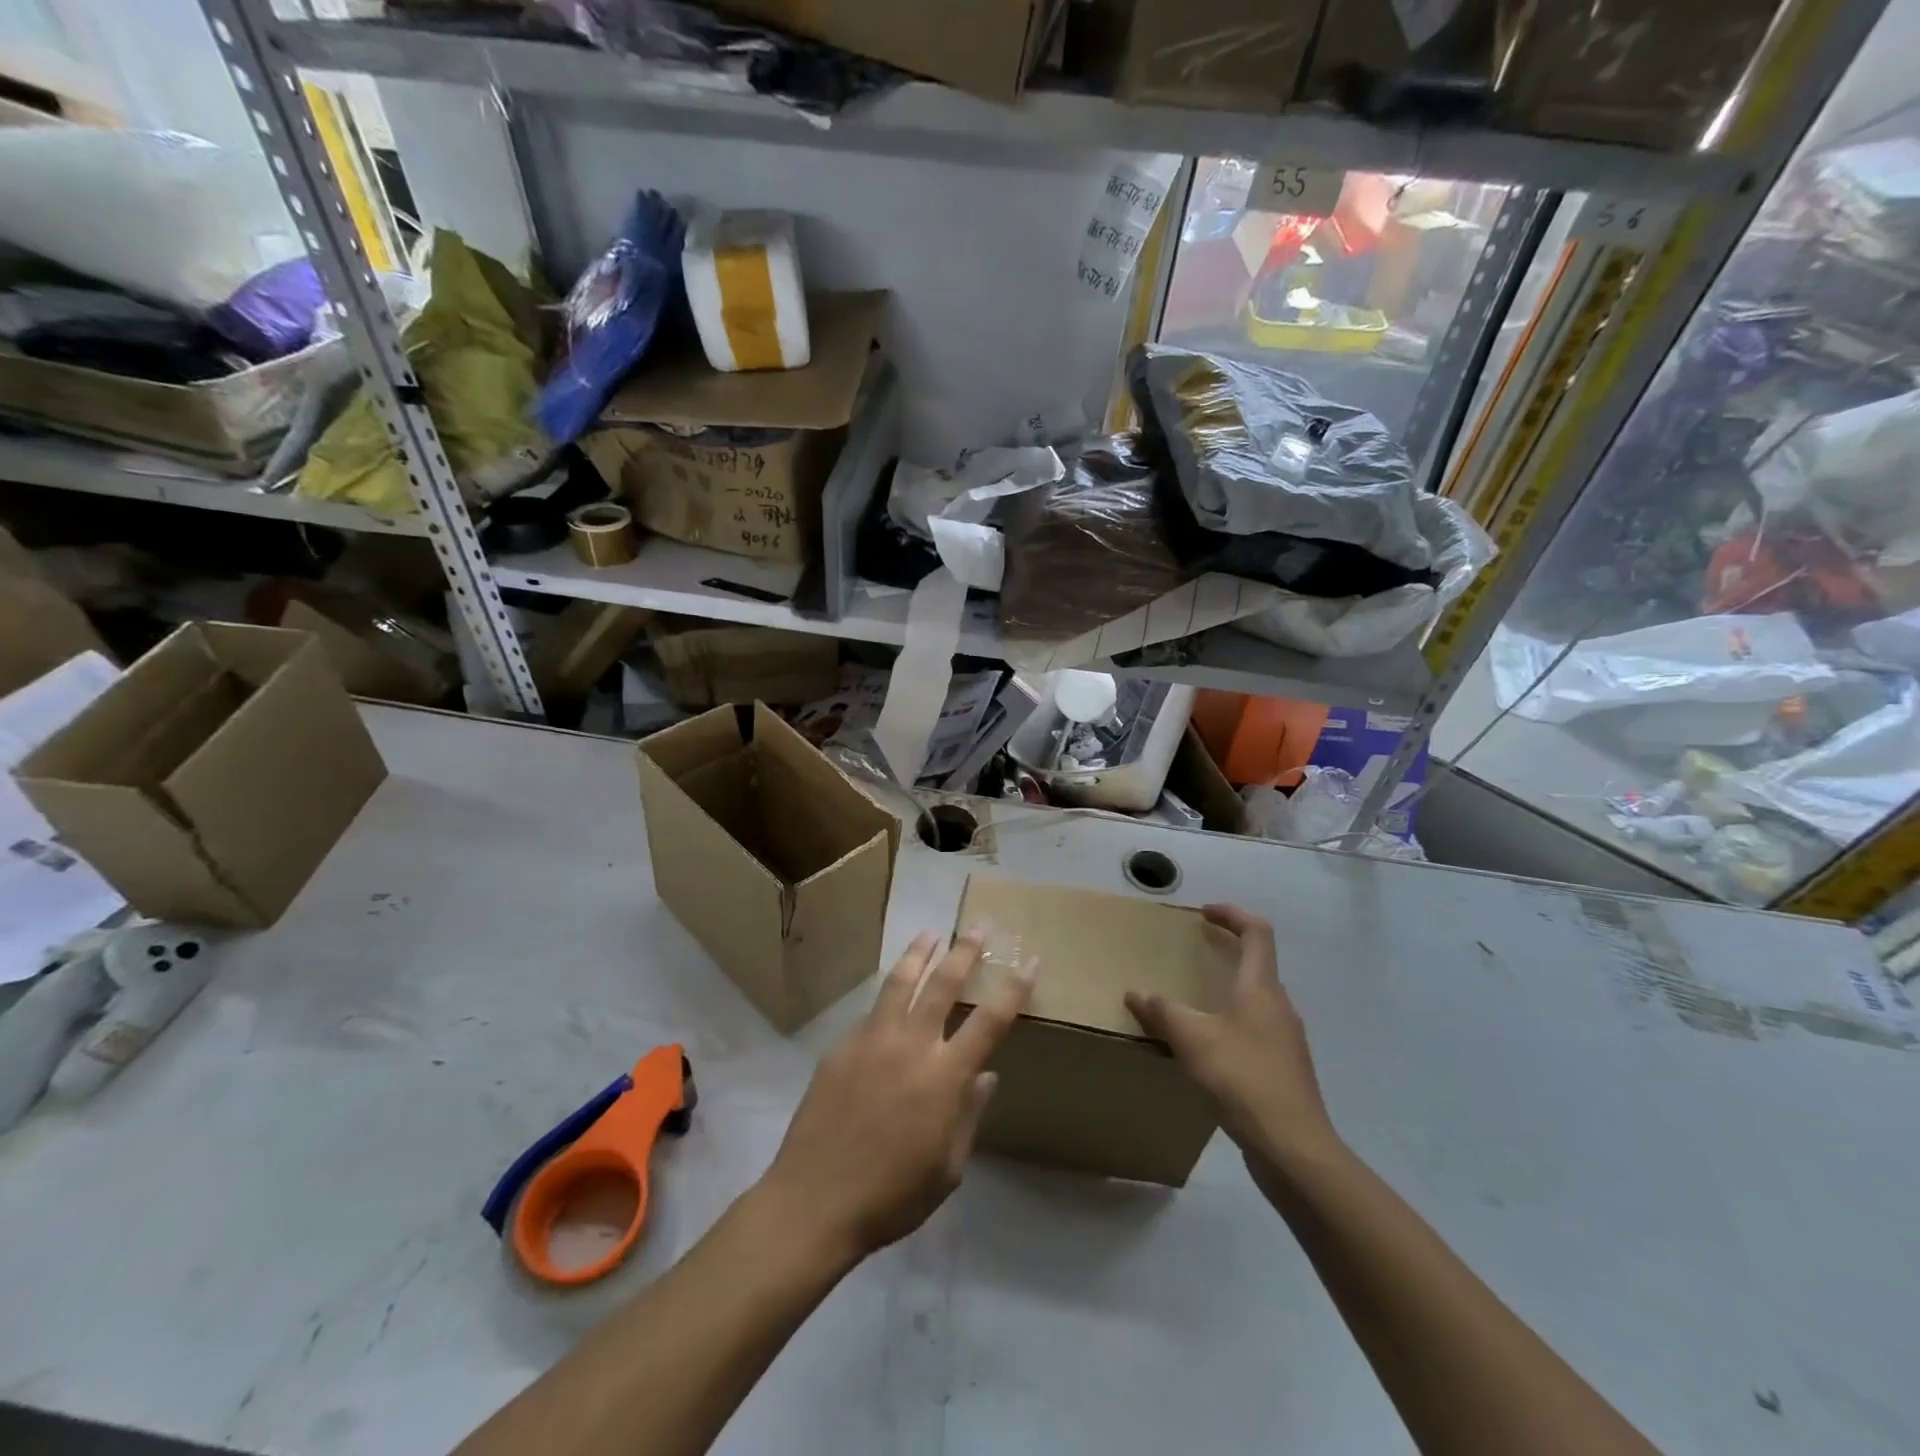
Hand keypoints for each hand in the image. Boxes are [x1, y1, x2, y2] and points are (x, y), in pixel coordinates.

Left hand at [759, 931, 1032, 1266]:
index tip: (1029, 962)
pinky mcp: (841, 1046)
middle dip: (964, 952)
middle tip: (977, 927)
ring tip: (930, 933)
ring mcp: (872, 1040)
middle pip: (943, 984)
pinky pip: (871, 1012)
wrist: (814, 1200)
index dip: (1013, 989)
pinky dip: (888, 996)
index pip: (990, 1021)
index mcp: (944, 1076)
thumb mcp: (948, 1168)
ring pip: (900, 982)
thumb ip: (968, 1114)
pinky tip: (891, 995)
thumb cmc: (892, 1195)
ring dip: (919, 954)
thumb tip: (985, 1074)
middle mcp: (911, 1045)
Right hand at [1125, 904, 1341, 1188]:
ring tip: (1192, 1005)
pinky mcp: (1284, 1071)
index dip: (1232, 914)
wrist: (1294, 1148)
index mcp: (1262, 988)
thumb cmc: (1243, 1078)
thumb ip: (1162, 1011)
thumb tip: (1135, 993)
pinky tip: (1207, 1051)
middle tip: (1193, 956)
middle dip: (1227, 954)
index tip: (1205, 912)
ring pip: (1256, 1002)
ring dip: (1227, 993)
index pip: (1257, 932)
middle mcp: (1280, 1007)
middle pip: (1258, 966)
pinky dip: (1230, 1026)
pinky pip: (1254, 1032)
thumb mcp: (1192, 1039)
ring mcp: (1286, 1041)